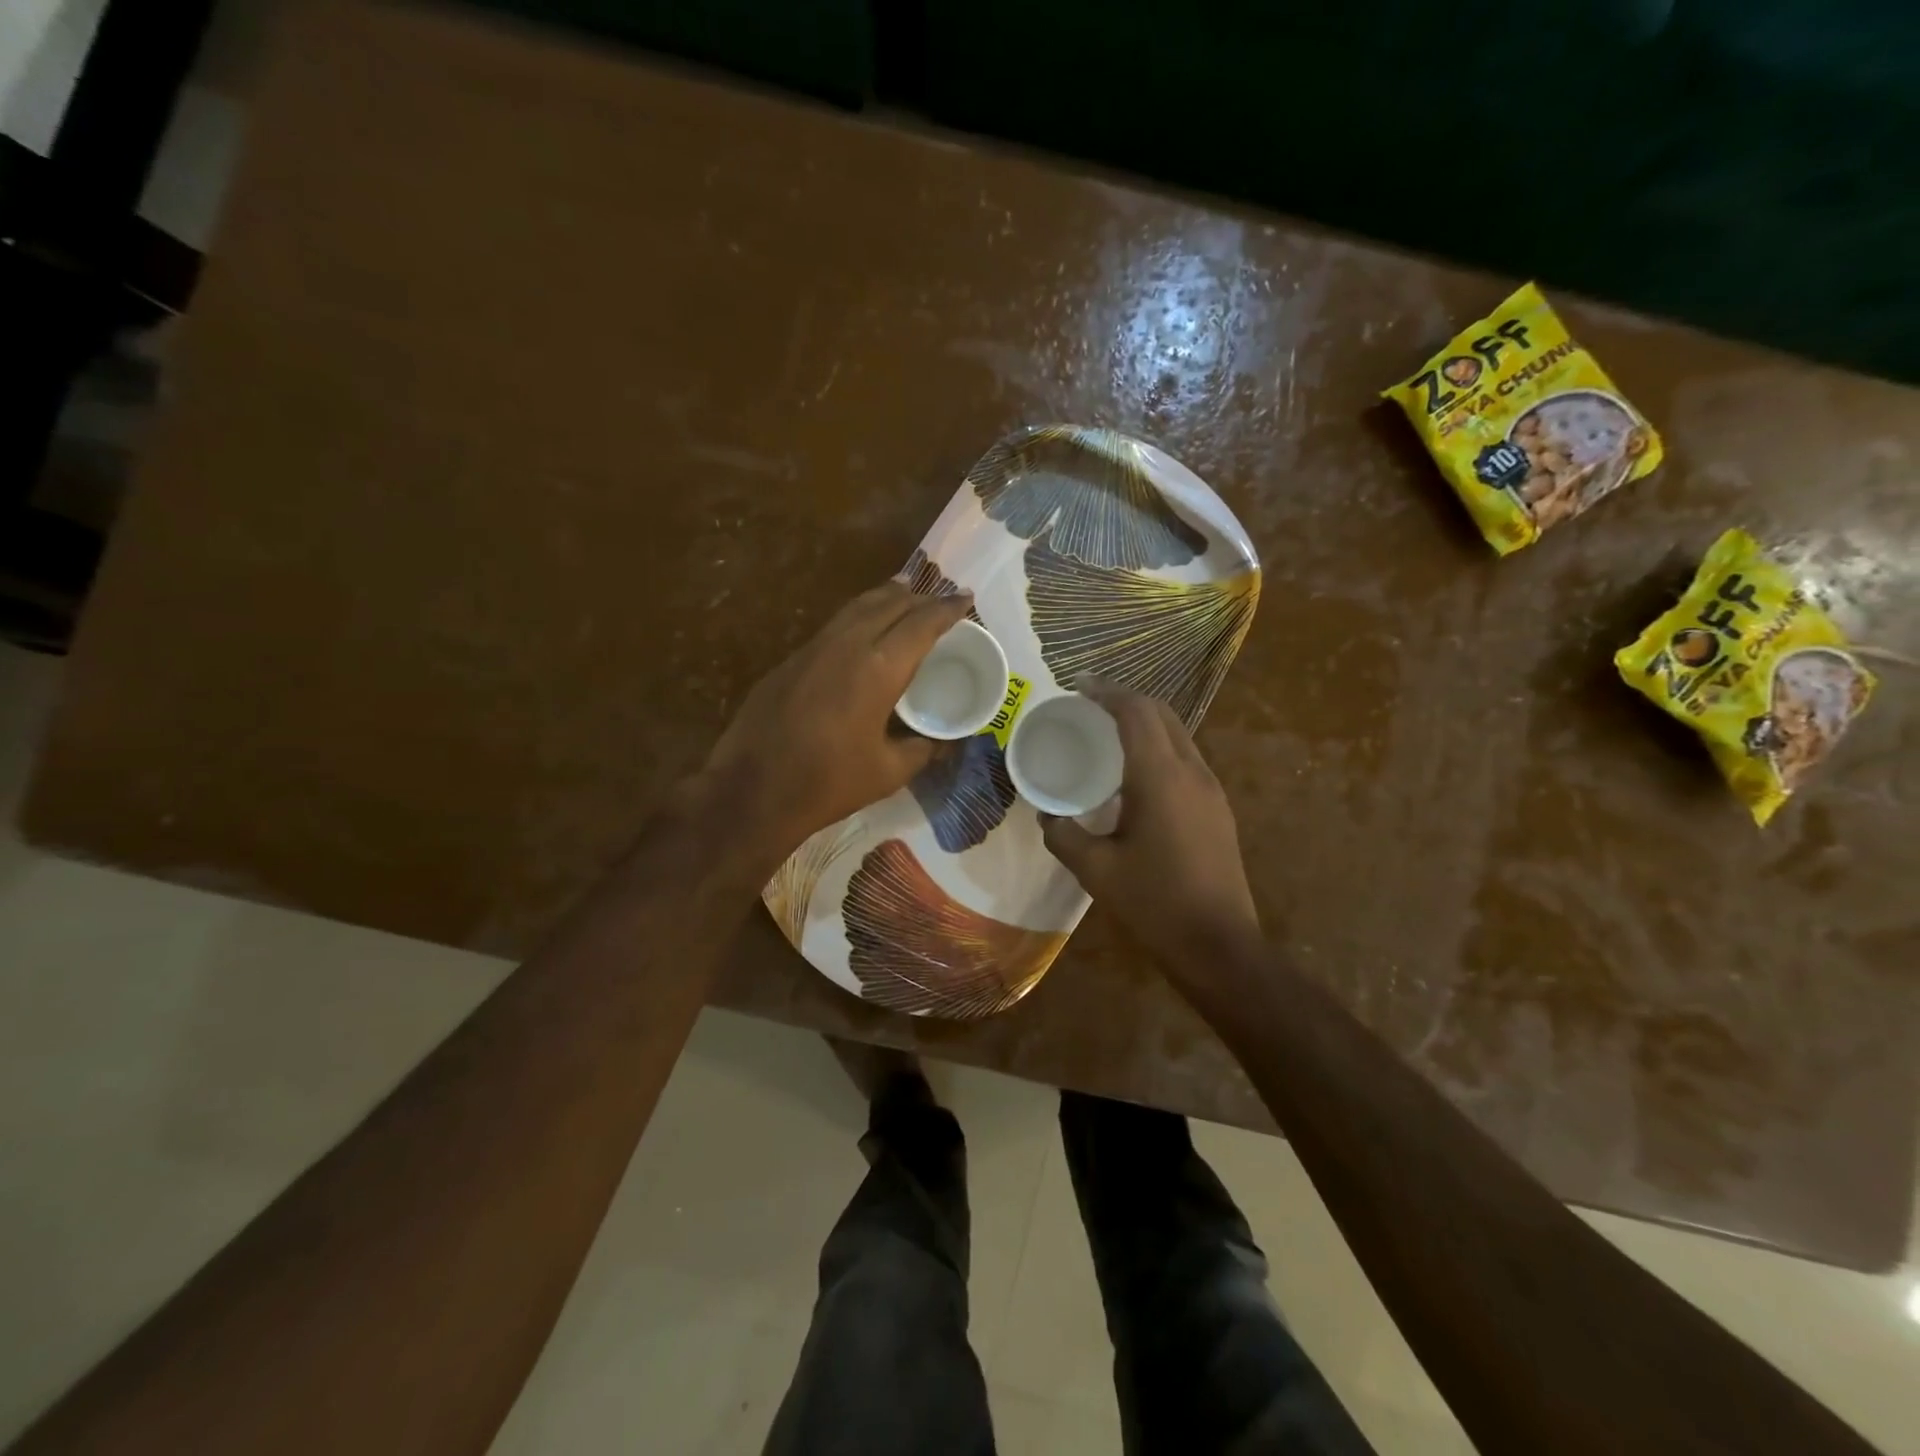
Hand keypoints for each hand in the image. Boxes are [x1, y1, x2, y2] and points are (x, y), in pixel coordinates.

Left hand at [703, 581, 972, 851]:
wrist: (752, 789)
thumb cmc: (829, 783)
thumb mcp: (889, 772)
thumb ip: (923, 749)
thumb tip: (943, 741)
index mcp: (879, 668)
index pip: (922, 623)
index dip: (948, 608)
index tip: (966, 599)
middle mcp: (848, 644)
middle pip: (890, 603)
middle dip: (921, 598)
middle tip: (941, 601)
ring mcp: (814, 648)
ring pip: (858, 607)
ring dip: (888, 598)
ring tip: (907, 598)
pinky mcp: (791, 659)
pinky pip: (836, 624)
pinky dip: (861, 616)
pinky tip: (865, 631)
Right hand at [1041, 686, 1260, 979]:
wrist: (1220, 945)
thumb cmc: (1154, 903)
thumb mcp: (1096, 870)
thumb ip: (1063, 835)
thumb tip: (1048, 815)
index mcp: (1160, 777)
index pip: (1136, 712)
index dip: (1107, 692)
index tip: (1078, 687)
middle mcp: (1192, 772)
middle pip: (1162, 714)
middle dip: (1126, 700)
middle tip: (1089, 706)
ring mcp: (1211, 789)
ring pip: (1178, 735)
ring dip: (1145, 724)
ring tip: (1108, 735)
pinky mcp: (1218, 808)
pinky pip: (1185, 759)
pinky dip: (1158, 748)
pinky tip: (1135, 775)